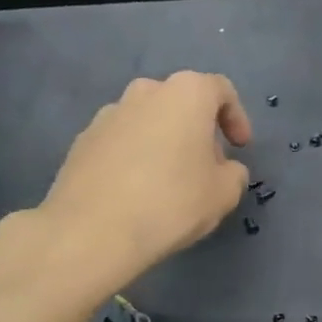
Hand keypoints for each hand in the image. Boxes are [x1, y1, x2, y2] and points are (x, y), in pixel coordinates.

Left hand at [33, 73, 251, 290]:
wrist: (91, 231)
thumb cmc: (171, 203)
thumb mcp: (223, 194)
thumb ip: (233, 174)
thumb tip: (224, 169)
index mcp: (186, 93)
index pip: (220, 90)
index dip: (236, 118)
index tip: (239, 147)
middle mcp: (145, 92)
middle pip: (180, 102)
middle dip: (196, 129)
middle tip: (205, 165)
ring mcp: (108, 114)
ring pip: (147, 120)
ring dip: (163, 141)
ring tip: (167, 181)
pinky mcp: (82, 140)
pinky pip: (120, 141)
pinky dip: (133, 157)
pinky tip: (135, 192)